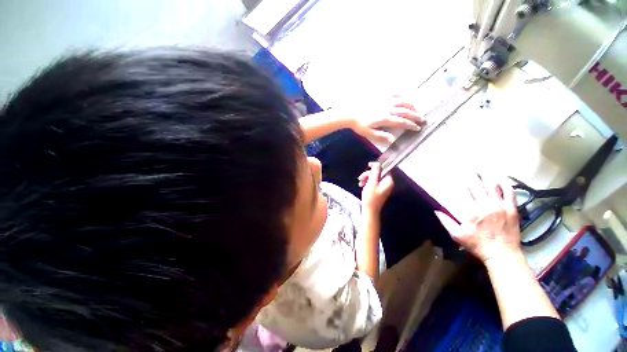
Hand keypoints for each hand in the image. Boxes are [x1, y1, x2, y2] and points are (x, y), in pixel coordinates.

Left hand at [350, 96, 424, 143]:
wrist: (351, 113)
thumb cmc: (359, 125)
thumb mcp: (369, 134)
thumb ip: (381, 137)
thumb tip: (392, 140)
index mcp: (385, 118)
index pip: (401, 122)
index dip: (410, 125)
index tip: (417, 128)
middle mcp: (388, 109)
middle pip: (405, 111)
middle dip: (415, 115)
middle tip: (422, 119)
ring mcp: (385, 101)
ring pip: (402, 101)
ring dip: (411, 105)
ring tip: (417, 108)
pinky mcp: (381, 96)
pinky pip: (393, 93)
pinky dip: (400, 94)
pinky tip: (403, 96)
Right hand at [359, 163, 393, 212]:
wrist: (369, 210)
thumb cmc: (371, 198)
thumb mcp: (371, 183)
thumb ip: (375, 172)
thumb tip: (377, 164)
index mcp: (388, 181)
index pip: (384, 169)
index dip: (376, 166)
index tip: (368, 165)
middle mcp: (387, 183)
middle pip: (378, 173)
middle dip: (368, 174)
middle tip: (361, 178)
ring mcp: (383, 187)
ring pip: (374, 177)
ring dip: (366, 178)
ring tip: (360, 183)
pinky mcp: (379, 190)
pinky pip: (374, 182)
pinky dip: (367, 182)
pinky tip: (362, 185)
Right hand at [435, 174, 521, 263]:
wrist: (502, 254)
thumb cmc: (477, 245)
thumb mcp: (456, 235)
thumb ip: (446, 221)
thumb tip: (435, 209)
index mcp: (471, 211)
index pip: (464, 192)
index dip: (460, 183)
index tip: (455, 175)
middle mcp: (485, 205)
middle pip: (478, 186)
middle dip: (472, 176)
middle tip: (468, 168)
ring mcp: (500, 206)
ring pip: (493, 186)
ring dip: (486, 176)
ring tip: (481, 170)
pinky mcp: (512, 209)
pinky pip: (510, 193)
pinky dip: (505, 184)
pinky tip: (501, 178)